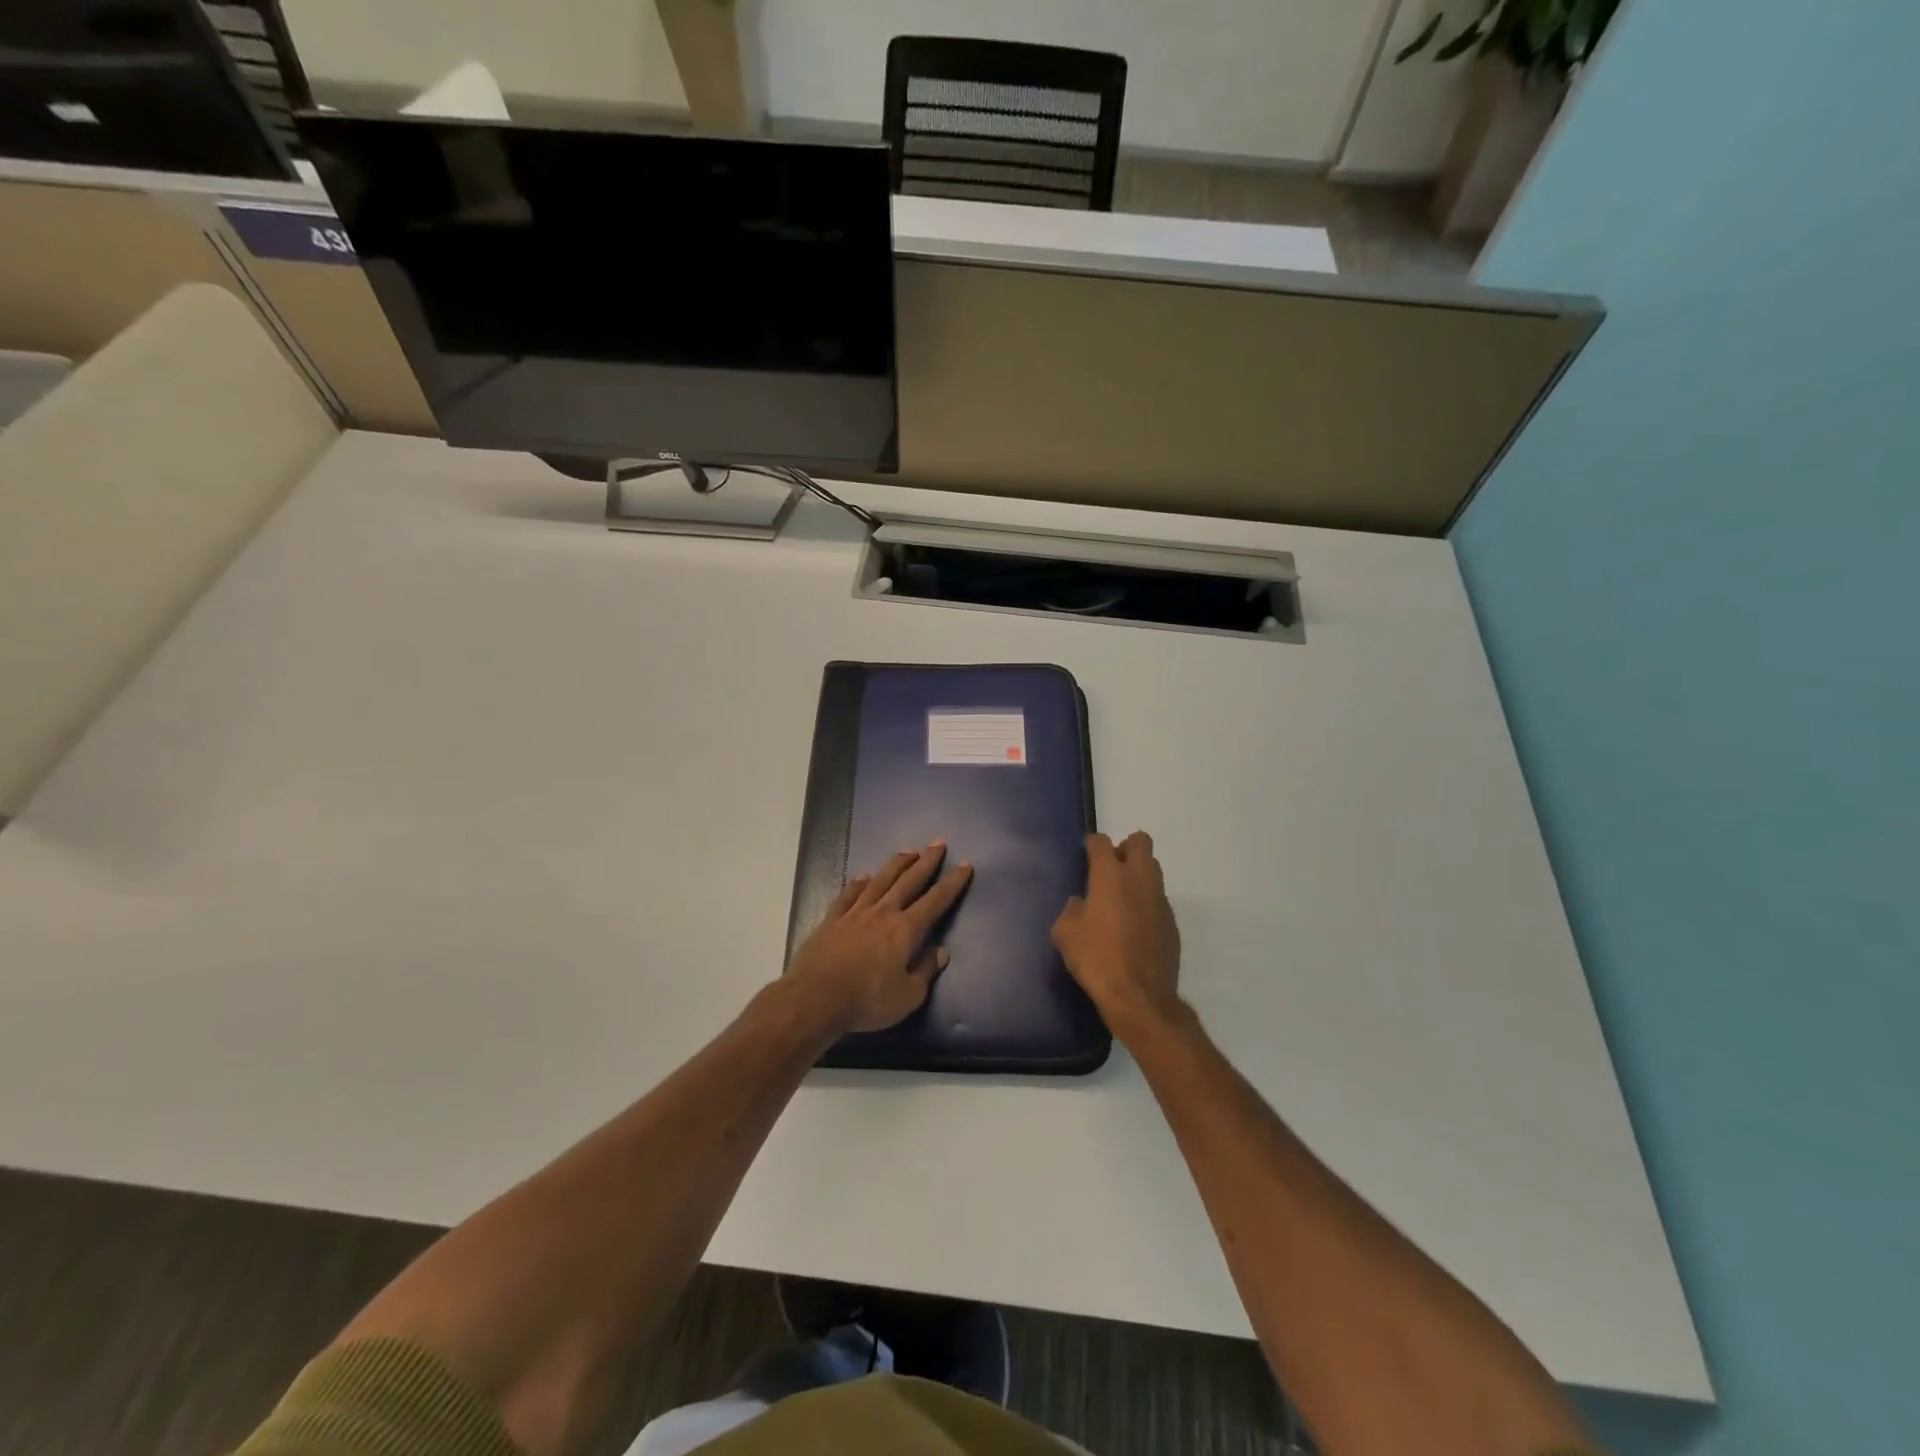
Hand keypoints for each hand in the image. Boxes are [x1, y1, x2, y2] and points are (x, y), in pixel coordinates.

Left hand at [788, 843, 973, 1034]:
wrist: (815, 997)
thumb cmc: (867, 1000)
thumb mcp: (907, 996)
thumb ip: (925, 971)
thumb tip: (941, 952)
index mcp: (906, 930)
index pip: (935, 901)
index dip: (952, 883)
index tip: (965, 865)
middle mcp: (883, 912)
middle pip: (909, 881)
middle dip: (926, 862)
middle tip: (938, 843)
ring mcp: (855, 912)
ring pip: (880, 880)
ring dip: (896, 864)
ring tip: (908, 851)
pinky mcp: (832, 919)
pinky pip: (849, 894)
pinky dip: (858, 883)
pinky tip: (864, 876)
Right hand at [1052, 831, 1182, 1036]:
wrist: (1139, 997)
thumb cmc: (1096, 959)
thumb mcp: (1065, 934)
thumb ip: (1071, 910)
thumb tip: (1081, 904)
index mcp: (1110, 876)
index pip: (1101, 842)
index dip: (1092, 844)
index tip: (1085, 854)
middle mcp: (1139, 879)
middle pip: (1140, 842)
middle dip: (1125, 848)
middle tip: (1109, 869)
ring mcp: (1160, 900)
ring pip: (1153, 870)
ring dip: (1138, 875)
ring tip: (1121, 899)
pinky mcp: (1172, 923)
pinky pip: (1158, 900)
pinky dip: (1146, 903)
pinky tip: (1134, 927)